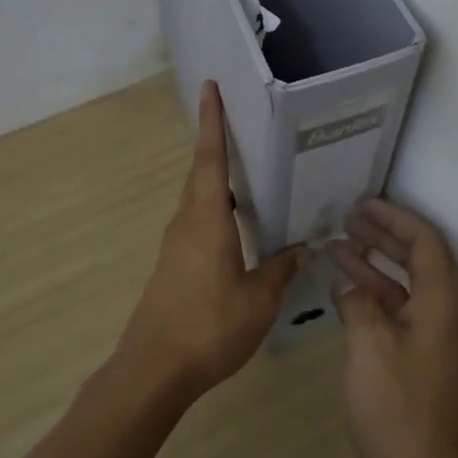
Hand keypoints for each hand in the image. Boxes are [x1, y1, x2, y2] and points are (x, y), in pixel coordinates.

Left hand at [121, 81, 307, 397]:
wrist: (154, 369)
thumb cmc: (209, 327)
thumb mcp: (258, 300)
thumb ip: (281, 269)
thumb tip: (303, 246)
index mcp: (207, 220)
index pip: (211, 160)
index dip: (213, 123)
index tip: (210, 88)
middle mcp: (186, 223)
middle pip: (201, 174)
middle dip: (216, 145)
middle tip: (240, 124)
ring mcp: (175, 245)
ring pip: (198, 199)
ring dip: (216, 180)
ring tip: (247, 172)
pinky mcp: (172, 265)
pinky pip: (196, 222)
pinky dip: (215, 209)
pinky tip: (237, 225)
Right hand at [330, 200, 457, 457]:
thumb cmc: (397, 407)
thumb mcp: (369, 346)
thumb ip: (359, 305)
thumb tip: (349, 288)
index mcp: (441, 302)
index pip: (426, 241)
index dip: (395, 218)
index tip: (363, 205)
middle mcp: (445, 313)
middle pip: (419, 259)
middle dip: (384, 236)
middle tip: (348, 219)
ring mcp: (435, 338)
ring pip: (406, 286)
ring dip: (375, 265)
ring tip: (337, 248)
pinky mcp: (423, 359)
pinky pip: (400, 311)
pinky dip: (375, 296)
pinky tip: (345, 294)